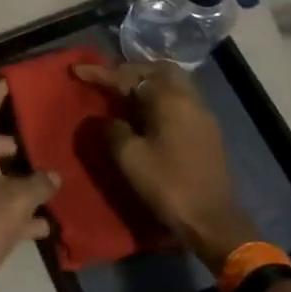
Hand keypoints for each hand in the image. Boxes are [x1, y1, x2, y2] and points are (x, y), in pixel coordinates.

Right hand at [73, 61, 258, 264]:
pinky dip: (159, 99)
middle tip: (108, 80)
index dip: (102, 73)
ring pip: (172, 84)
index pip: (130, 77)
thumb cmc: (168, 185)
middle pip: (158, 70)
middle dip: (130, 71)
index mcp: (170, 99)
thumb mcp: (129, 157)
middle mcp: (190, 99)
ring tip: (122, 95)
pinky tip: (144, 114)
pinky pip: (179, 100)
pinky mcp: (207, 131)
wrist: (212, 221)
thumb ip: (112, 130)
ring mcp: (202, 115)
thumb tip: (106, 119)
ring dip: (146, 84)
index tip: (78, 70)